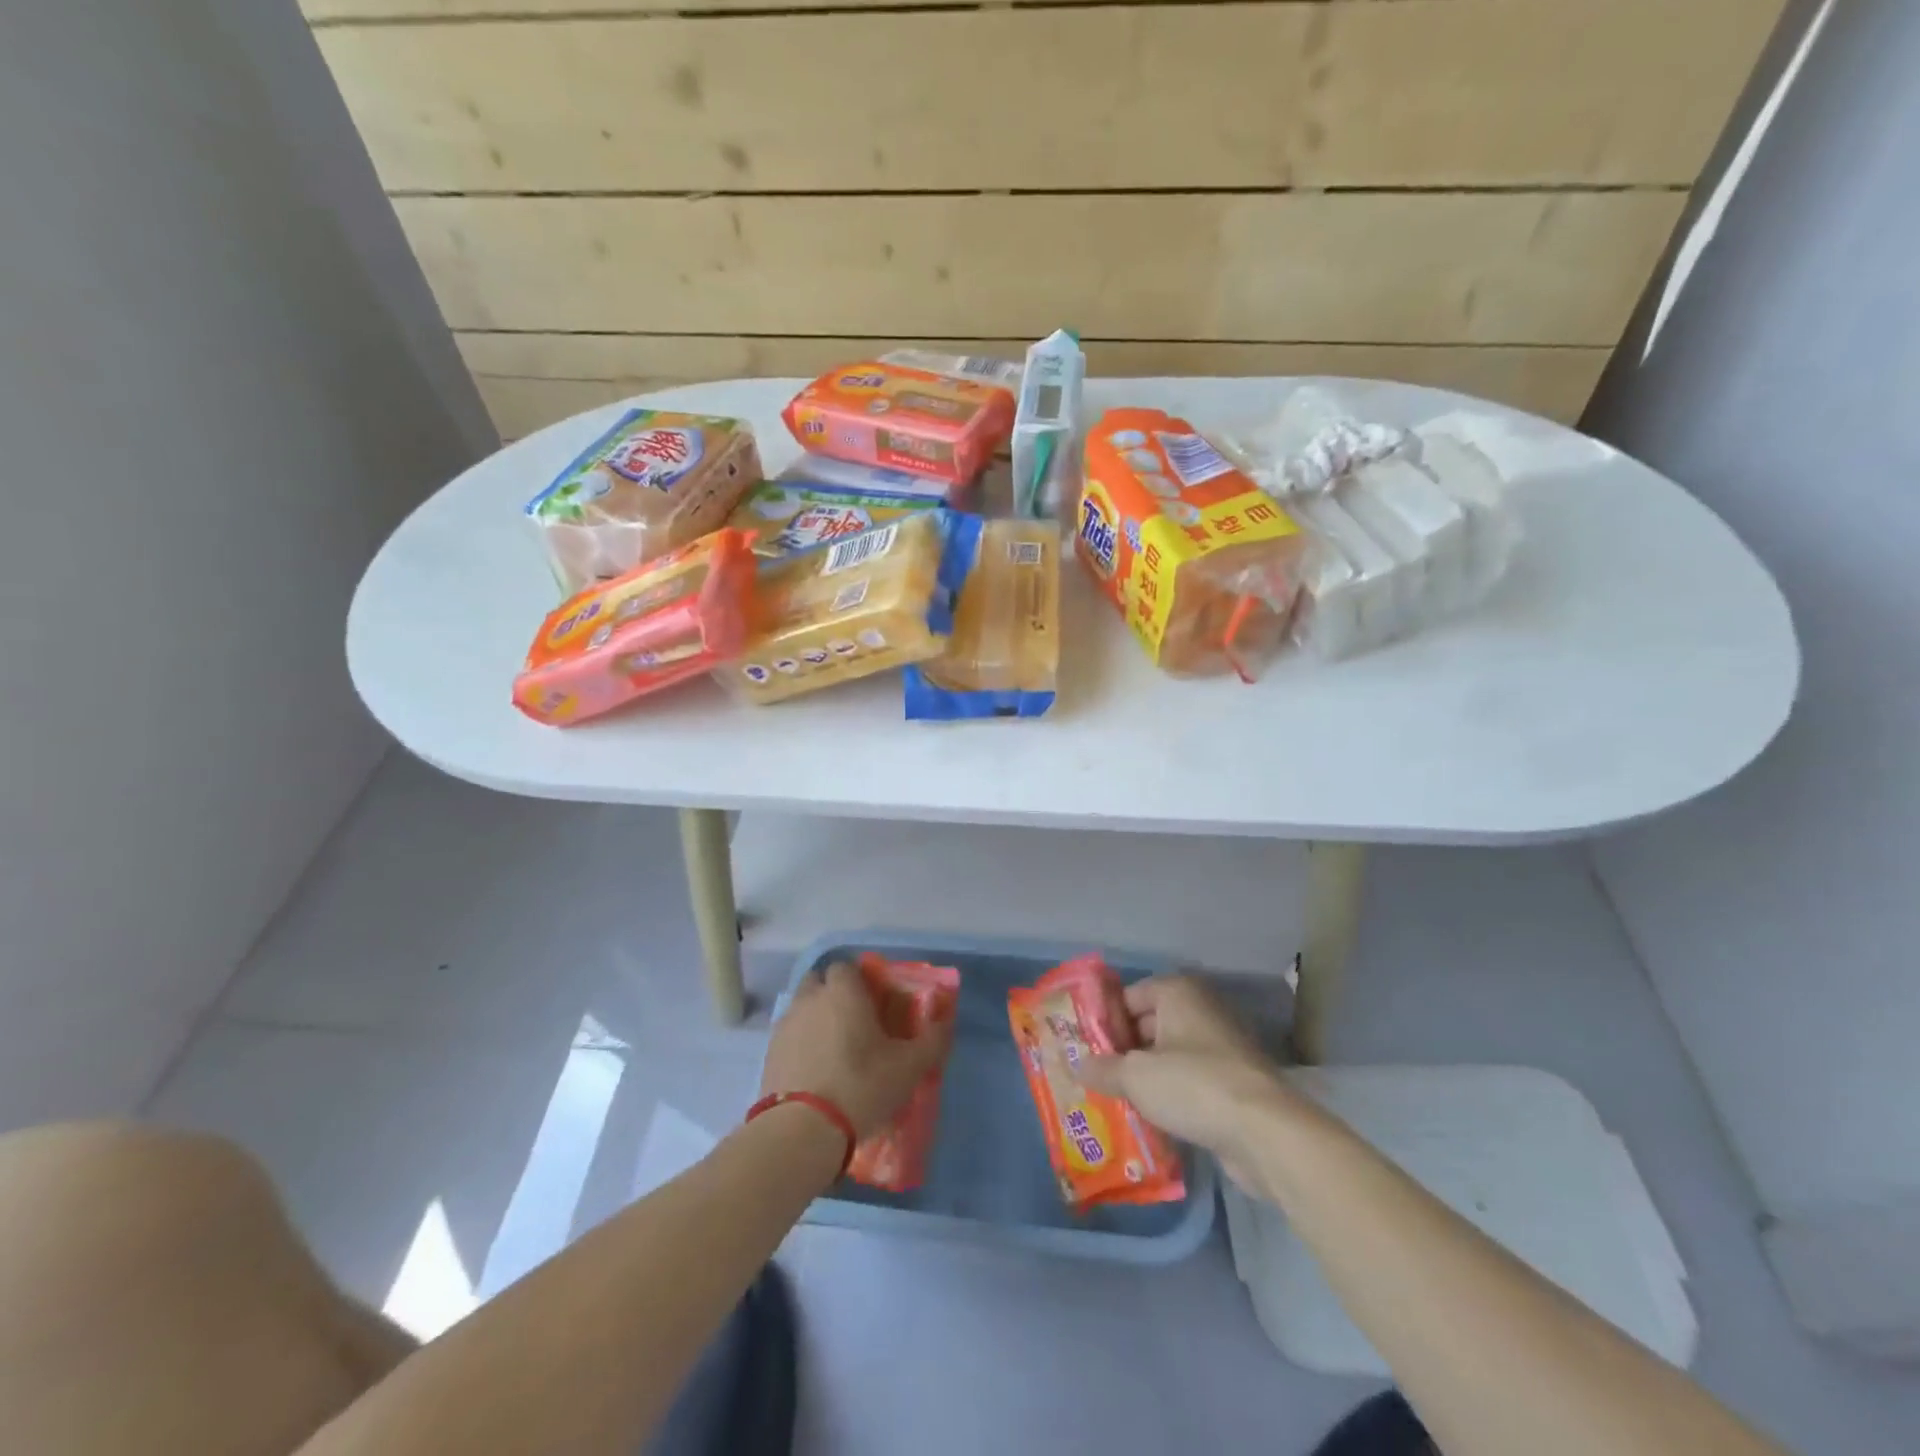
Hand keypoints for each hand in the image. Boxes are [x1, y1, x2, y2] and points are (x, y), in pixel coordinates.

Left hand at [759, 962, 953, 1138]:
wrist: (801, 1130)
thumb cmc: (861, 1086)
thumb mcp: (909, 1067)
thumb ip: (932, 1040)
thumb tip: (945, 1021)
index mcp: (843, 992)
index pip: (846, 967)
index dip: (860, 980)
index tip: (874, 1003)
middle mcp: (810, 999)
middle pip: (819, 982)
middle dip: (834, 994)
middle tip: (854, 1022)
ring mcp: (785, 1025)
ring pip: (802, 1008)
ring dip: (816, 1018)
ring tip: (834, 1049)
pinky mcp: (769, 1053)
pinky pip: (789, 1036)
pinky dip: (801, 1044)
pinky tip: (815, 1070)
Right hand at [1074, 975, 1294, 1186]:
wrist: (1265, 1133)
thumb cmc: (1193, 1085)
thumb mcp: (1135, 1076)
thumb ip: (1103, 1069)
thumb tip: (1077, 1066)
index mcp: (1177, 992)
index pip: (1127, 997)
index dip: (1103, 1021)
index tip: (1081, 1048)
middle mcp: (1200, 1011)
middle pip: (1147, 1025)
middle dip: (1121, 1052)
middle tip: (1092, 1077)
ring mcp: (1220, 1047)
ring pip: (1168, 1057)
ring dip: (1144, 1077)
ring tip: (1112, 1100)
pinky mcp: (1232, 1083)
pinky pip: (1189, 1082)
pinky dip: (1169, 1096)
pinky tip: (1146, 1118)